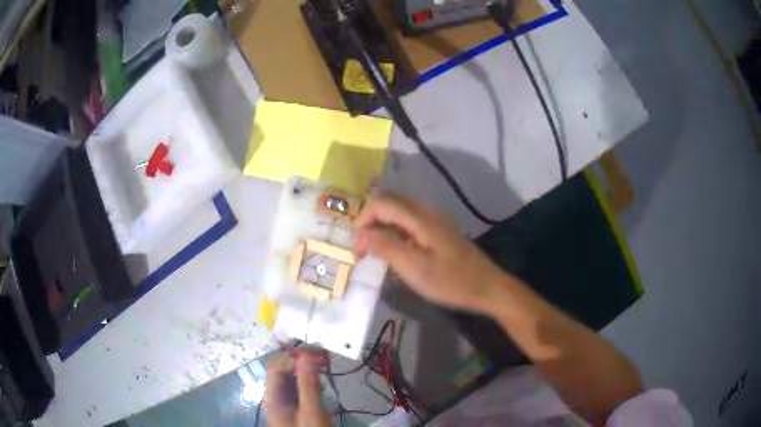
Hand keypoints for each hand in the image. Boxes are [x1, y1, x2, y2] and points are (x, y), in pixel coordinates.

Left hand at [264, 348, 330, 426]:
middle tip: (324, 358)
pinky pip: (297, 388)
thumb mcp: (312, 411)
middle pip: (282, 370)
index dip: (293, 356)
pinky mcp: (294, 408)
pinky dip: (309, 380)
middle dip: (301, 360)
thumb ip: (308, 384)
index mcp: (273, 396)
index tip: (318, 356)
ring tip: (325, 366)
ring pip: (290, 378)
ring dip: (306, 369)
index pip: (275, 366)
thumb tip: (306, 355)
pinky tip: (321, 382)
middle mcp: (275, 396)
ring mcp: (284, 402)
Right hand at [353, 192, 505, 312]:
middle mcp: (427, 212)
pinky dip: (395, 231)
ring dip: (382, 225)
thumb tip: (359, 232)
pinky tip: (395, 252)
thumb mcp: (415, 268)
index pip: (381, 203)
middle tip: (363, 247)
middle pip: (390, 201)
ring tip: (375, 251)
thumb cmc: (451, 281)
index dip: (362, 220)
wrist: (487, 287)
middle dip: (370, 220)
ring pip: (399, 210)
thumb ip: (386, 247)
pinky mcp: (438, 231)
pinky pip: (409, 221)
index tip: (357, 248)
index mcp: (420, 218)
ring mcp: (434, 220)